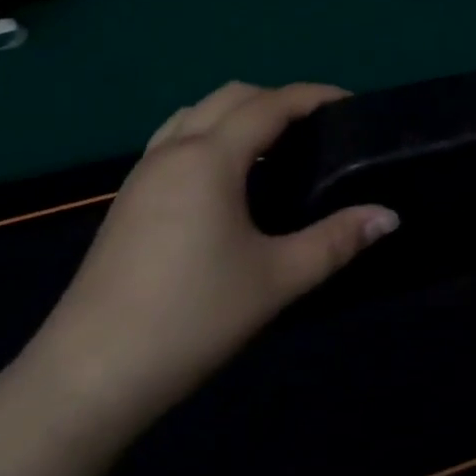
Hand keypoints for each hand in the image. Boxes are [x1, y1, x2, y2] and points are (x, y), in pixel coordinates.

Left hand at [22, 82, 398, 431]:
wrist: (86, 380)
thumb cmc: (190, 319)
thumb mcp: (277, 279)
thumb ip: (337, 240)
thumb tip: (389, 216)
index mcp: (209, 158)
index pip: (270, 103)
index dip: (315, 95)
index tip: (351, 105)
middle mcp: (173, 151)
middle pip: (231, 96)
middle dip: (278, 99)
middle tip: (318, 129)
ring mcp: (143, 175)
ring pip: (196, 113)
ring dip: (239, 114)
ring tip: (275, 148)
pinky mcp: (127, 201)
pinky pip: (175, 139)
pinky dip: (210, 134)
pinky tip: (227, 180)